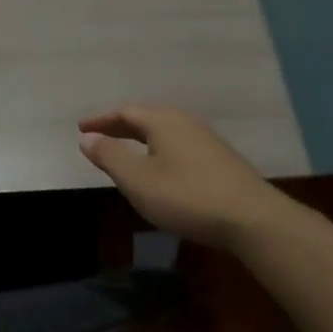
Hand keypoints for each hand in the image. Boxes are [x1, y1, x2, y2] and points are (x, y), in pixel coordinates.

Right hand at [78, 106, 290, 250]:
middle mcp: (185, 122)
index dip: (101, 120)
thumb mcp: (138, 180)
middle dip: (119, 127)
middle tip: (98, 137)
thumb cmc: (186, 197)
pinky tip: (158, 168)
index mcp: (163, 121)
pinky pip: (178, 144)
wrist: (251, 219)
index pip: (125, 112)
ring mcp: (206, 140)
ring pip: (164, 132)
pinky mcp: (219, 160)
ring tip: (124, 152)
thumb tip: (87, 137)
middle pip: (146, 118)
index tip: (80, 128)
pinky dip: (158, 150)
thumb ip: (110, 156)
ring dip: (140, 139)